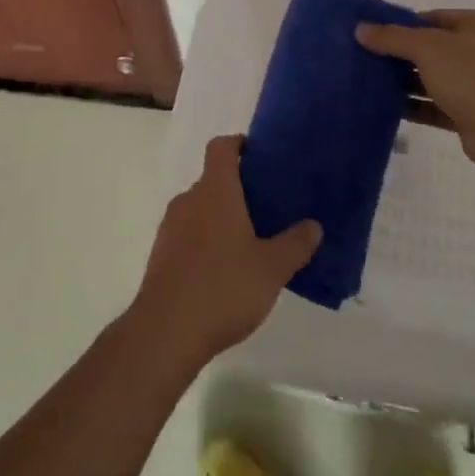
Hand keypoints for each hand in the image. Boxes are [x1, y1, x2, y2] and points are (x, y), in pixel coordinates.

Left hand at [132, 136, 320, 364]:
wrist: (166, 331)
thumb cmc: (223, 287)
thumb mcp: (271, 268)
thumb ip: (295, 244)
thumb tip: (314, 225)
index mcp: (215, 191)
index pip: (221, 147)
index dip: (239, 144)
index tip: (259, 155)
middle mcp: (189, 200)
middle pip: (212, 180)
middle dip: (237, 189)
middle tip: (267, 208)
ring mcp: (170, 227)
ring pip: (200, 209)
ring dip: (221, 217)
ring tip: (249, 242)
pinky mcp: (161, 254)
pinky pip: (188, 234)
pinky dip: (206, 241)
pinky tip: (225, 270)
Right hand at [356, 9, 474, 173]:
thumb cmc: (473, 74)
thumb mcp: (428, 47)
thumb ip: (392, 37)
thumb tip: (360, 29)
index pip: (432, 18)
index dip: (402, 24)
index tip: (372, 34)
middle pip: (431, 49)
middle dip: (400, 55)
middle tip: (364, 58)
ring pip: (432, 79)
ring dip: (404, 82)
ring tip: (367, 82)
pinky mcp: (470, 115)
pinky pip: (434, 107)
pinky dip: (413, 107)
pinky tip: (384, 107)